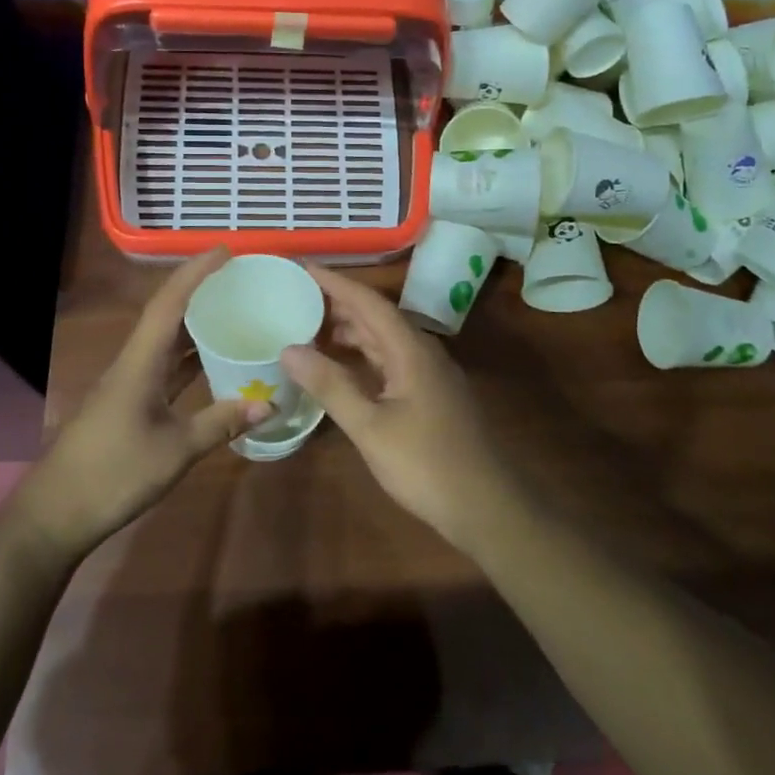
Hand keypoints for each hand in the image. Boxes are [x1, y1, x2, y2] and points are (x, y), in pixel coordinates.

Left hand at [15, 249, 273, 554]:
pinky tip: (211, 363)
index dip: (196, 272)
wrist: (55, 513)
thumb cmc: (113, 474)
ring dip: (194, 323)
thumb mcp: (175, 450)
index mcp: (140, 362)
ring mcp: (127, 384)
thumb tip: (268, 403)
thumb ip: (221, 422)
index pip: (169, 303)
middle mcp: (132, 363)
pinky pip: (163, 366)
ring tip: (232, 310)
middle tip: (238, 279)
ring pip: (165, 341)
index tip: (225, 252)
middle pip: (166, 314)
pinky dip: (188, 358)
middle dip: (199, 290)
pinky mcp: (127, 403)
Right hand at [281, 264, 522, 554]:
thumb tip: (288, 349)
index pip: (368, 302)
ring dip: (350, 332)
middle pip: (377, 317)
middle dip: (338, 304)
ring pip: (384, 340)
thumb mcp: (370, 427)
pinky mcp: (431, 395)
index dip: (335, 282)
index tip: (303, 267)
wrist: (486, 507)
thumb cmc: (426, 464)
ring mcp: (430, 374)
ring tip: (310, 330)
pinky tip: (342, 368)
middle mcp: (423, 352)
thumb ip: (331, 385)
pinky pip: (391, 361)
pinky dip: (363, 357)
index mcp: (411, 350)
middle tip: (297, 299)